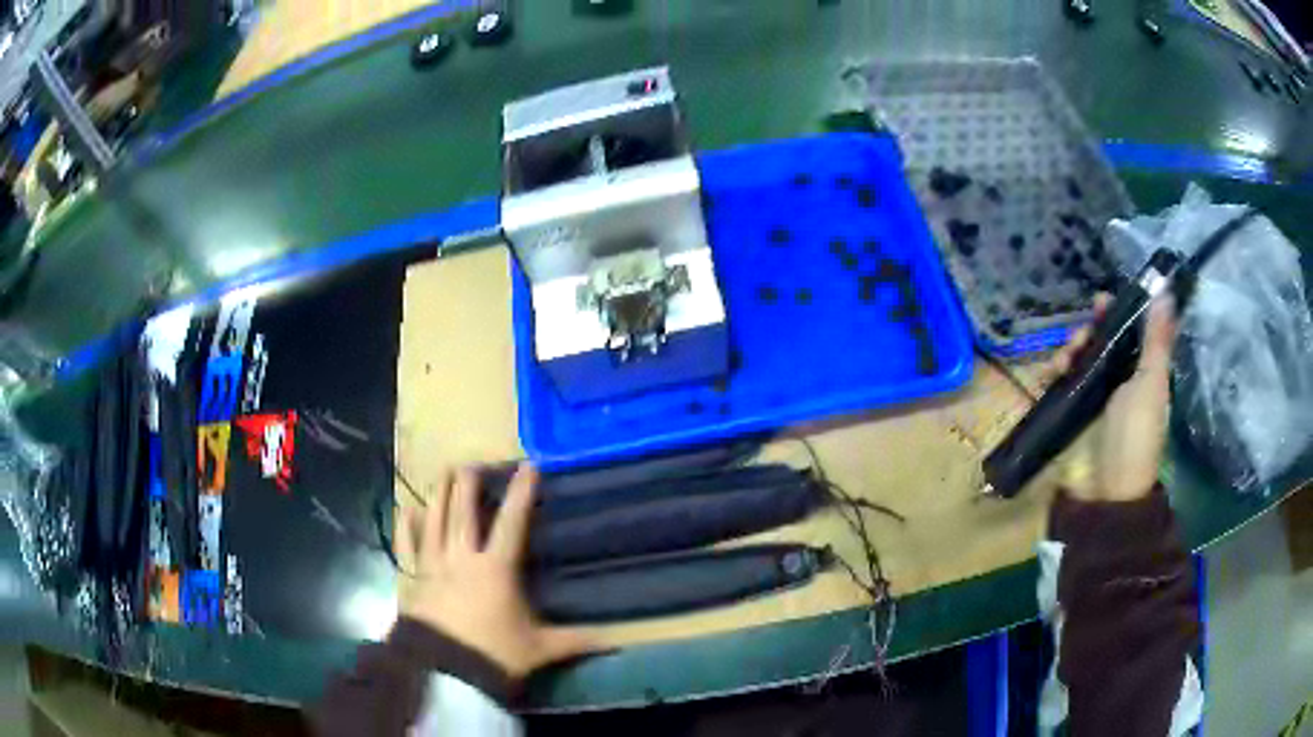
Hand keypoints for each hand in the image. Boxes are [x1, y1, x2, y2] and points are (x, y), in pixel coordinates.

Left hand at [396, 464, 602, 678]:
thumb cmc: (495, 654)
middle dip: (467, 485)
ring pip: (435, 521)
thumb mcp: (539, 648)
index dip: (521, 493)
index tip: (528, 466)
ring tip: (442, 473)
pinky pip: (407, 546)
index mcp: (496, 568)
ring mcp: (433, 566)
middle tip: (470, 463)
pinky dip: (406, 527)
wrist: (447, 672)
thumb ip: (575, 641)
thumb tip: (615, 643)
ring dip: (439, 495)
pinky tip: (405, 510)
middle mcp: (462, 558)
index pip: (512, 522)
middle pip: (464, 512)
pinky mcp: (413, 579)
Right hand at [1052, 294, 1177, 501]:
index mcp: (1140, 372)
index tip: (1101, 302)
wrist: (1105, 491)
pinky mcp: (1067, 413)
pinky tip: (1049, 374)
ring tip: (1063, 362)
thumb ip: (1157, 340)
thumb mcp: (1151, 383)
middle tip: (1081, 338)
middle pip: (1099, 342)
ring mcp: (1090, 397)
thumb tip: (1166, 291)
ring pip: (1076, 358)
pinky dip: (1051, 373)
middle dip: (1087, 332)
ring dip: (1068, 351)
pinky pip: (1056, 383)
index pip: (1127, 332)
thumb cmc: (1135, 436)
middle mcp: (1116, 380)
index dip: (1115, 314)